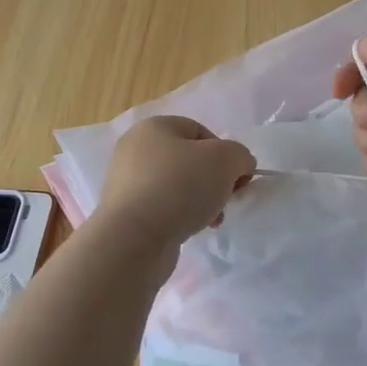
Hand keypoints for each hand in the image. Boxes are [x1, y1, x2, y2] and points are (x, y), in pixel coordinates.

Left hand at [97, 115, 255, 249]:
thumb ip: (240, 155)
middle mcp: (135, 149)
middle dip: (214, 180)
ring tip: (211, 219)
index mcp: (154, 127)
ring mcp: (127, 182)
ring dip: (201, 201)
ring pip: (178, 186)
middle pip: (190, 160)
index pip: (201, 132)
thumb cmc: (180, 186)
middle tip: (225, 199)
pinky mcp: (126, 212)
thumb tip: (239, 166)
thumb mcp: (225, 159)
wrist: (134, 238)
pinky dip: (181, 216)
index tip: (237, 178)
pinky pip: (163, 208)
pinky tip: (191, 230)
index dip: (226, 153)